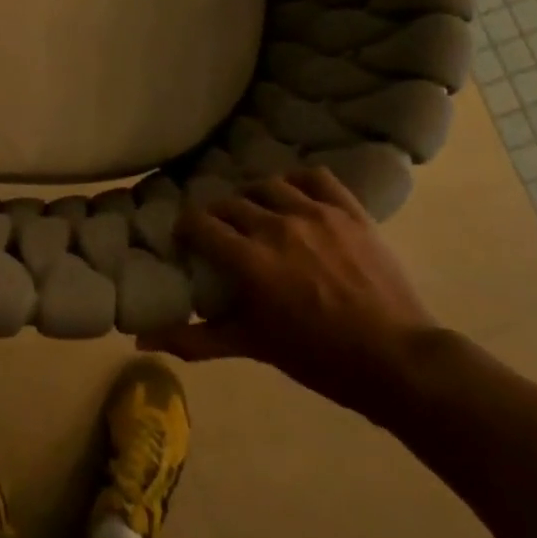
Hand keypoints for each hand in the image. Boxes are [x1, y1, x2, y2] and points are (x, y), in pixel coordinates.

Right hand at [143, 168, 440, 421]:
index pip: (200, 224)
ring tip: (256, 213)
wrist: (396, 360)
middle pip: (231, 203)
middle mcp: (277, 226)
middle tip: (220, 233)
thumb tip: (140, 340)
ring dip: (254, 197)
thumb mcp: (252, 347)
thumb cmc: (318, 357)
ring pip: (269, 186)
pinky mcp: (350, 211)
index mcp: (249, 259)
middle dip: (217, 216)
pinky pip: (316, 177)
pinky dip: (299, 180)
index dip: (186, 227)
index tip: (186, 239)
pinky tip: (295, 194)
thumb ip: (195, 339)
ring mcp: (317, 214)